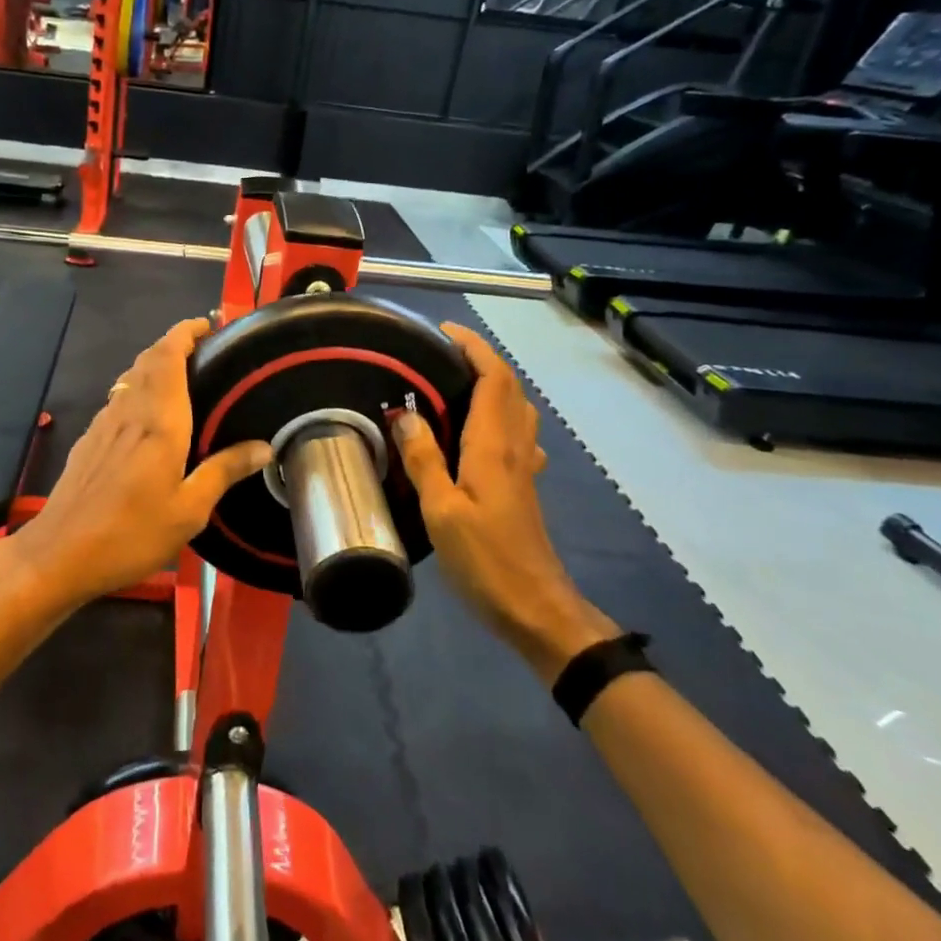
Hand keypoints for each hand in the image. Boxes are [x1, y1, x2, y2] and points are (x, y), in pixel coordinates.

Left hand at [0, 318, 270, 608]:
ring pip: (130, 377)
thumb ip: (224, 471)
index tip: (207, 324)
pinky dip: (138, 389)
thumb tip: (263, 446)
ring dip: (154, 364)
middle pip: (148, 360)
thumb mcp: (189, 510)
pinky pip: (118, 399)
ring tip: (182, 376)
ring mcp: (103, 424)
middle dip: (173, 343)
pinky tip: (147, 416)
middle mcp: (129, 412)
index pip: (168, 356)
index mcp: (159, 421)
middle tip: (203, 348)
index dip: (185, 332)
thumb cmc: (131, 532)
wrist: (59, 554)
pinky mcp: (89, 441)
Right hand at [394, 323, 616, 680]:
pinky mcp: (523, 487)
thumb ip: (423, 459)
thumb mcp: (442, 511)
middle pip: (508, 387)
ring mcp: (523, 468)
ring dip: (492, 385)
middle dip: (480, 360)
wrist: (536, 608)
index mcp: (494, 446)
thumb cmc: (486, 560)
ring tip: (455, 384)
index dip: (473, 348)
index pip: (493, 378)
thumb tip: (404, 415)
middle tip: (441, 354)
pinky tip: (480, 433)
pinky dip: (498, 415)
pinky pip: (515, 434)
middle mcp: (514, 448)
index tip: (444, 332)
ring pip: (516, 409)